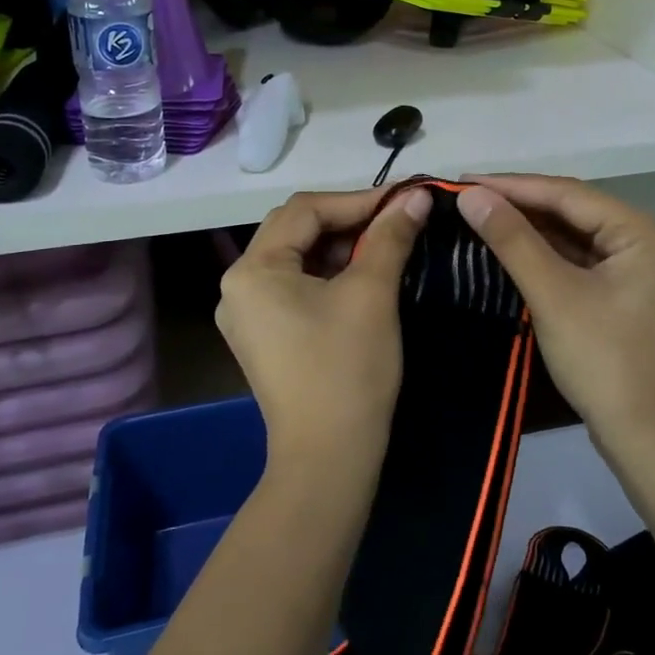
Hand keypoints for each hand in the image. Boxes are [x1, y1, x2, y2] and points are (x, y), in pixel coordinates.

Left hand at [216, 187, 431, 474]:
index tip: (405, 201)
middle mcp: (238, 286)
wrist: (329, 458)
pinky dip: (328, 275)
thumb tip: (417, 196)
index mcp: (252, 270)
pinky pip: (294, 286)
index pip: (306, 210)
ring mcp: (247, 314)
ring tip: (386, 247)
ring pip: (297, 258)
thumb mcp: (372, 293)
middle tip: (396, 222)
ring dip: (340, 247)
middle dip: (348, 221)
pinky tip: (363, 277)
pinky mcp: (263, 336)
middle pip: (295, 230)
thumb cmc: (347, 369)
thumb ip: (391, 236)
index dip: (358, 200)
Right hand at [456, 175, 654, 461]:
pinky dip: (544, 254)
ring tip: (477, 216)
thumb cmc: (604, 361)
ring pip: (573, 234)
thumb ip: (512, 240)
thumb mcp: (553, 295)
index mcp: (641, 230)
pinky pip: (578, 259)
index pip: (566, 193)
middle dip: (518, 204)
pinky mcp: (624, 291)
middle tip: (463, 197)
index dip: (510, 185)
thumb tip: (470, 195)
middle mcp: (645, 238)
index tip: (460, 181)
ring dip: (528, 228)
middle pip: (571, 210)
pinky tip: (508, 247)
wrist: (648, 438)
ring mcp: (638, 266)